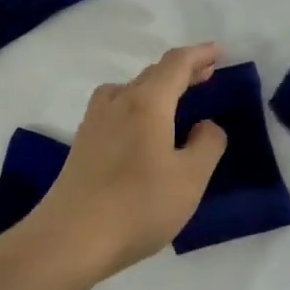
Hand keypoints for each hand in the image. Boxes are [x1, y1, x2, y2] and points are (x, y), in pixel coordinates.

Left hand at [29, 44, 229, 282]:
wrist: (71, 237)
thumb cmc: (138, 205)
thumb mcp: (190, 178)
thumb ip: (207, 145)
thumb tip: (206, 125)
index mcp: (146, 102)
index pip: (176, 64)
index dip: (199, 55)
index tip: (218, 51)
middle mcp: (117, 101)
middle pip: (152, 74)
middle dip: (181, 71)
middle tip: (206, 75)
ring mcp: (94, 122)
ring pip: (129, 90)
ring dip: (156, 87)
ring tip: (176, 100)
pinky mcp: (82, 143)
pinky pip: (116, 108)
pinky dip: (138, 105)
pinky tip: (143, 129)